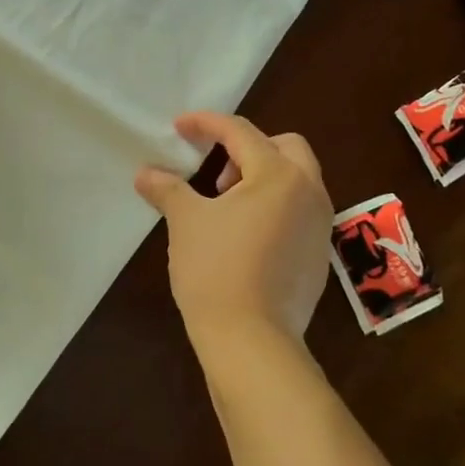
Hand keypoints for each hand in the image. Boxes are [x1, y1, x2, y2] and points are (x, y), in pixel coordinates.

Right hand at [135, 112, 332, 350]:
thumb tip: (145, 173)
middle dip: (248, 148)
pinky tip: (245, 235)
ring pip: (297, 179)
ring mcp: (319, 225)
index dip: (206, 124)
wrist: (252, 341)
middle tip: (215, 173)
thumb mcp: (186, 222)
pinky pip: (299, 210)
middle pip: (285, 146)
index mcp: (278, 175)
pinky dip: (274, 206)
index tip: (179, 127)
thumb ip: (167, 189)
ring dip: (262, 177)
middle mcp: (309, 191)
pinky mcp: (318, 254)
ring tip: (225, 205)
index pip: (241, 132)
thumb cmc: (216, 270)